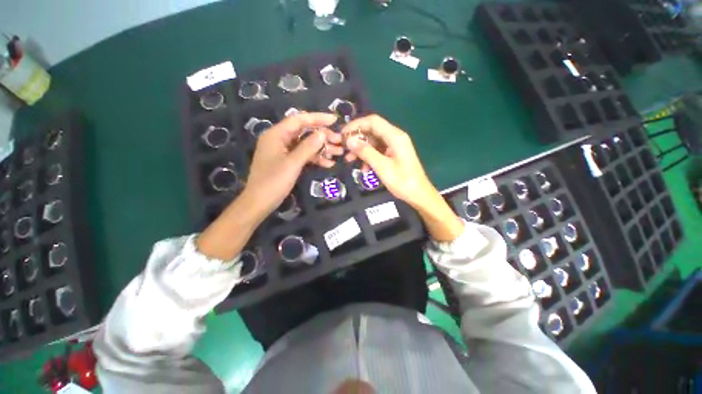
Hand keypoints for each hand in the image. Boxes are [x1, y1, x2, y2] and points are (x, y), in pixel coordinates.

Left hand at [243, 112, 342, 216]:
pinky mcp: (287, 161)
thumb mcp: (293, 163)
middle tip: (339, 141)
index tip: (334, 120)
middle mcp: (279, 139)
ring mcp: (283, 151)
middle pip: (304, 132)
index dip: (317, 118)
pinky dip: (315, 158)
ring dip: (321, 148)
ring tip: (338, 153)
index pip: (299, 120)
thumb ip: (308, 147)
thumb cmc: (273, 182)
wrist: (260, 202)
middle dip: (322, 136)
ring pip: (305, 144)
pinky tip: (328, 164)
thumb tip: (323, 133)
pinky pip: (303, 155)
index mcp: (276, 134)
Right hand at [342, 115, 463, 241]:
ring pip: (373, 142)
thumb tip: (349, 140)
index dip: (356, 125)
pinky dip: (369, 157)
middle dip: (357, 139)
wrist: (419, 195)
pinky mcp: (393, 155)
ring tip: (350, 160)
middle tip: (344, 148)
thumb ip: (366, 152)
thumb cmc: (402, 181)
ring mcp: (394, 146)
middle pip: (372, 131)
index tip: (343, 134)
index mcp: (395, 136)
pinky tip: (364, 169)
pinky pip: (378, 151)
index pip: (373, 121)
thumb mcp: (382, 167)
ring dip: (361, 150)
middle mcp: (395, 137)